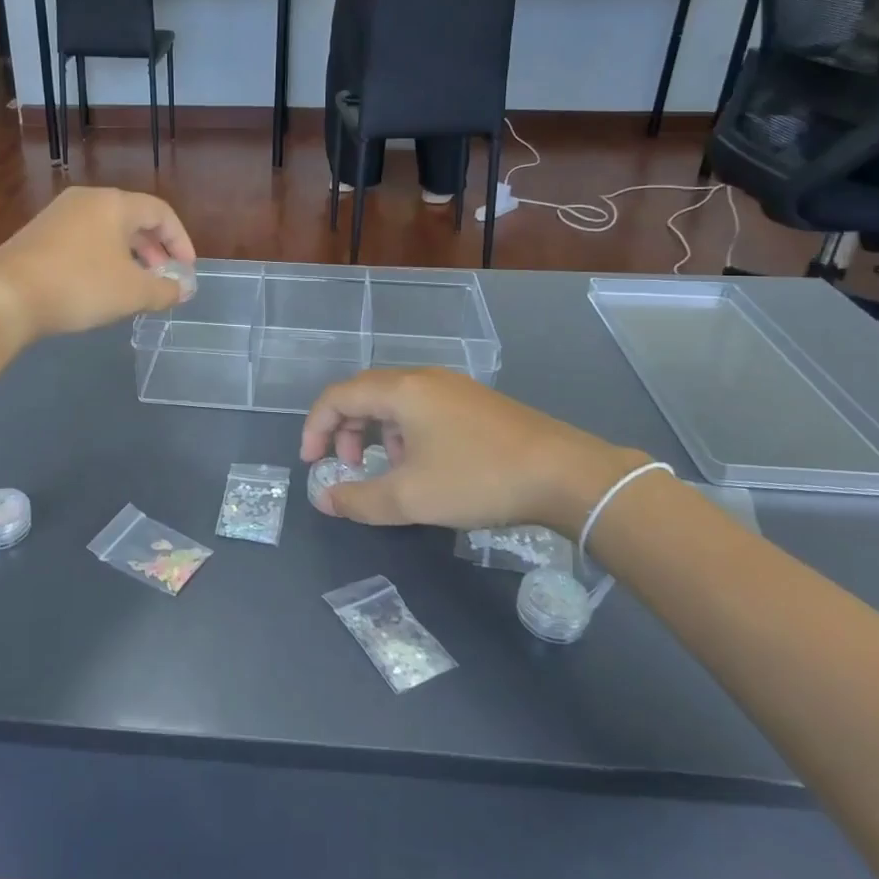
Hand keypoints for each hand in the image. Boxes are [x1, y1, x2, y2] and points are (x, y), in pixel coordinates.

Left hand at [0, 187, 194, 340]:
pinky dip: (102, 257)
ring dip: (128, 255)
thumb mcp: (133, 293)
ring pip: (106, 230)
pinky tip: (99, 285)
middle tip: (163, 278)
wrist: (6, 297)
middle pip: (132, 218)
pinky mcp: (38, 233)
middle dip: (154, 250)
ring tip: (134, 285)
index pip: (160, 212)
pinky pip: (83, 239)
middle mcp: (86, 199)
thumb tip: (184, 289)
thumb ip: (166, 290)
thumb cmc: (80, 286)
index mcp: (113, 203)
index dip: (180, 241)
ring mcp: (58, 214)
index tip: (187, 270)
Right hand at [300, 368, 649, 540]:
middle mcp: (424, 378)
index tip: (312, 463)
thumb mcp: (411, 498)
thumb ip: (359, 500)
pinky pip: (423, 408)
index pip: (338, 397)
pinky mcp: (476, 403)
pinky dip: (406, 433)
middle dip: (346, 431)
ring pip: (395, 401)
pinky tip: (427, 466)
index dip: (315, 428)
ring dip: (378, 433)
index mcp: (401, 390)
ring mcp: (454, 387)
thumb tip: (324, 499)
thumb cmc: (478, 478)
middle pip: (365, 394)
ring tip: (390, 471)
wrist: (566, 474)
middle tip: (349, 468)